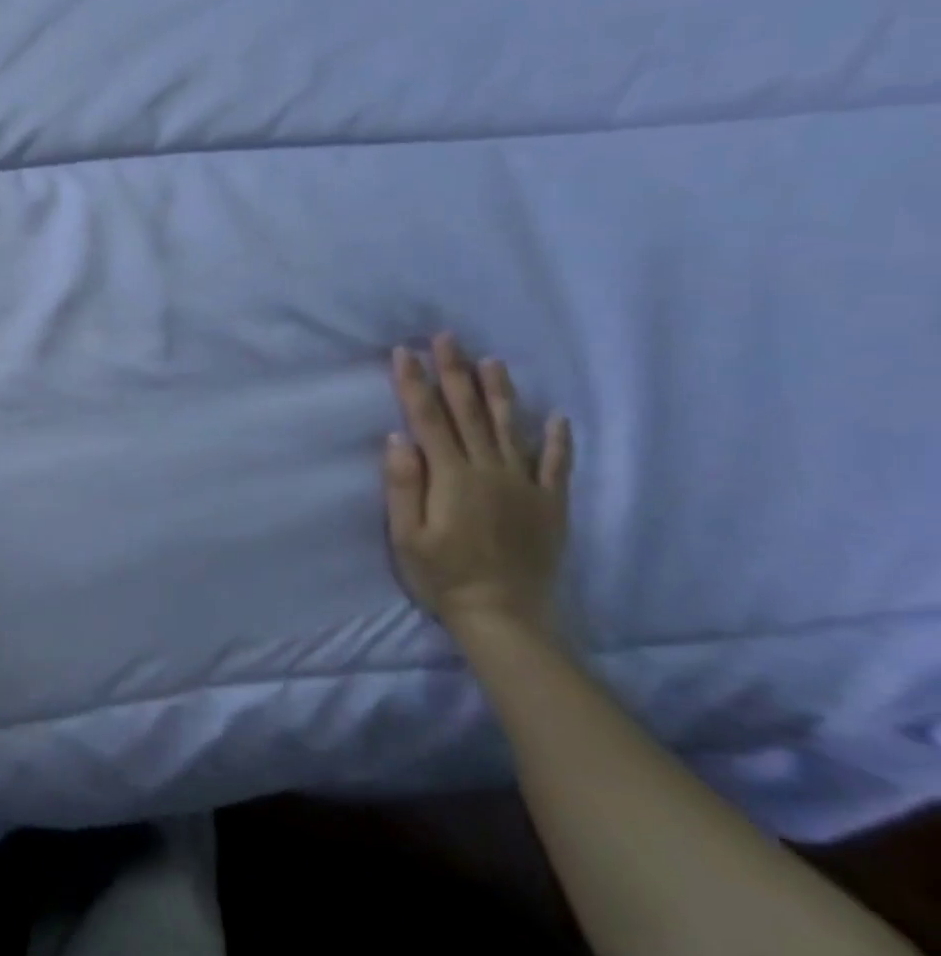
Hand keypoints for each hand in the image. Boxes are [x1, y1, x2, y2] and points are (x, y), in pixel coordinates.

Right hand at [384, 335, 571, 636]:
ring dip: (499, 393)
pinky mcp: (550, 505)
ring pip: (509, 428)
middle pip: (468, 413)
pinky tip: (556, 418)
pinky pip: (557, 465)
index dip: (415, 383)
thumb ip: (404, 486)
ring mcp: (524, 486)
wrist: (504, 616)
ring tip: (492, 362)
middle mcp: (489, 471)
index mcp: (451, 477)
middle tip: (447, 338)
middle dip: (455, 372)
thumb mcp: (407, 536)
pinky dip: (557, 440)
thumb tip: (399, 438)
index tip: (405, 353)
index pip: (429, 419)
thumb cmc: (444, 576)